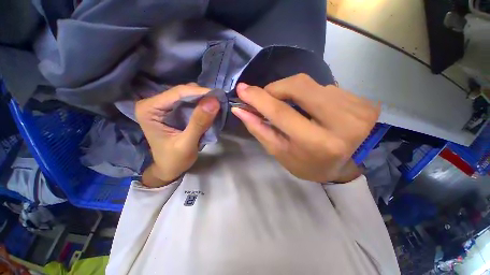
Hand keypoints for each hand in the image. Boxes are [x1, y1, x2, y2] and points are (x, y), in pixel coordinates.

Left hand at [135, 84, 219, 186]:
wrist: (169, 168)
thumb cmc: (174, 160)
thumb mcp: (187, 144)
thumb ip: (199, 123)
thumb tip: (214, 101)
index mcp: (149, 109)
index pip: (178, 93)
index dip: (200, 93)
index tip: (219, 97)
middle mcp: (153, 102)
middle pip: (183, 91)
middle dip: (202, 97)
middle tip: (219, 104)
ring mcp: (162, 105)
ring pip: (188, 95)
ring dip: (203, 100)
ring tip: (215, 108)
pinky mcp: (171, 109)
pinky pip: (189, 101)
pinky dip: (201, 105)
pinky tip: (209, 111)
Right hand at [231, 74, 379, 182]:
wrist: (350, 165)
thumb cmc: (310, 164)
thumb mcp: (281, 152)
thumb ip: (260, 130)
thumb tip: (241, 110)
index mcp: (318, 143)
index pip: (281, 113)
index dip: (259, 98)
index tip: (242, 89)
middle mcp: (342, 122)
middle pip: (298, 86)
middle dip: (275, 88)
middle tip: (267, 97)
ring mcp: (355, 107)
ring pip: (310, 84)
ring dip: (291, 92)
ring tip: (290, 107)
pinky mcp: (361, 99)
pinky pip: (324, 87)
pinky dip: (309, 94)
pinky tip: (311, 108)